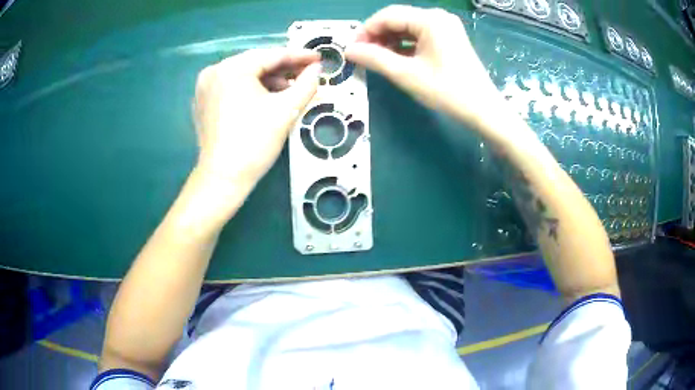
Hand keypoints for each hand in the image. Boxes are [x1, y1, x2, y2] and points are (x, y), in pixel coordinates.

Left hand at [193, 48, 320, 190]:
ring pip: (244, 76)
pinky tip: (268, 99)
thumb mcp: (286, 110)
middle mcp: (214, 71)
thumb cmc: (254, 143)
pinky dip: (252, 90)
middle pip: (256, 65)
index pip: (272, 55)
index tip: (319, 58)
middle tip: (308, 75)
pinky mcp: (203, 102)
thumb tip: (316, 69)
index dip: (299, 56)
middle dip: (284, 70)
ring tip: (291, 91)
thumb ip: (306, 84)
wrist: (222, 179)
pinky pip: (232, 88)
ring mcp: (205, 87)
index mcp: (232, 68)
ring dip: (269, 81)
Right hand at [345, 5, 500, 127]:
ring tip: (376, 59)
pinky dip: (404, 45)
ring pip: (407, 27)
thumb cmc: (447, 91)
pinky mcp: (449, 37)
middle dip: (377, 36)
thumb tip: (348, 50)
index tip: (352, 50)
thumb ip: (374, 58)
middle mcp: (438, 16)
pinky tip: (395, 57)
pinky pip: (419, 35)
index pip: (387, 16)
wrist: (483, 109)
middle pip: (397, 19)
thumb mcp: (406, 74)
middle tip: (363, 56)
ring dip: (389, 40)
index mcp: (429, 19)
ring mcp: (445, 26)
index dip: (366, 31)